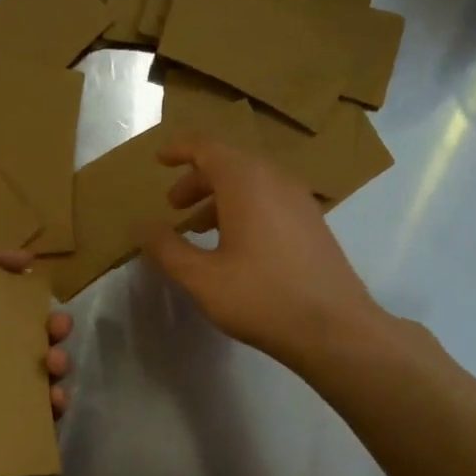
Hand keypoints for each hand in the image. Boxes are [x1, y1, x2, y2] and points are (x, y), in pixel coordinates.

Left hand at [0, 233, 72, 475]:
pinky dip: (49, 405)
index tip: (30, 264)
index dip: (3, 273)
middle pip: (15, 331)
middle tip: (60, 326)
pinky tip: (57, 402)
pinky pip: (30, 411)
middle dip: (44, 324)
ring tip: (59, 365)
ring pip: (30, 370)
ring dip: (54, 362)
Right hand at [137, 140, 377, 371]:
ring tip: (198, 229)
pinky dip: (244, 209)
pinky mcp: (313, 224)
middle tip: (173, 205)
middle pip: (231, 163)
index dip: (180, 149)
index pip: (208, 147)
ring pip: (252, 183)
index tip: (159, 160)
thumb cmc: (260, 298)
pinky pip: (270, 200)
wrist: (333, 328)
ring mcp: (300, 201)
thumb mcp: (201, 278)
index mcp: (246, 183)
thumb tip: (143, 226)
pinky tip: (234, 245)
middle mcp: (276, 181)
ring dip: (220, 197)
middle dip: (197, 179)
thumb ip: (167, 249)